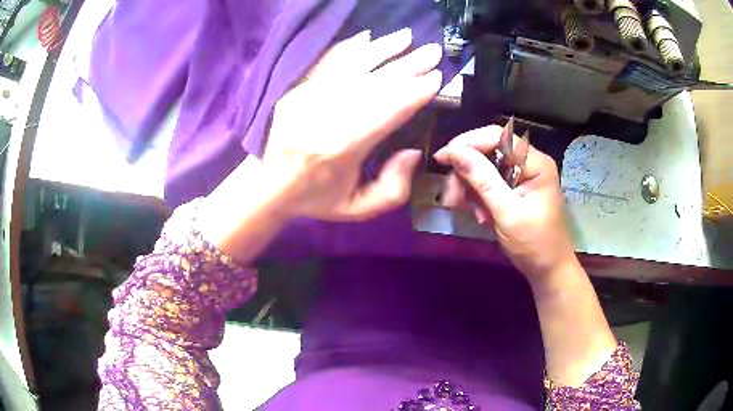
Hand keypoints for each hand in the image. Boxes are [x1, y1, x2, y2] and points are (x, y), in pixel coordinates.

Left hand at [261, 28, 442, 220]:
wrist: (265, 184)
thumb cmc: (315, 197)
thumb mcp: (357, 209)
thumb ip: (392, 189)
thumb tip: (413, 152)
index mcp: (340, 149)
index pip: (386, 112)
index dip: (413, 93)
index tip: (436, 78)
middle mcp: (324, 117)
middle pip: (373, 84)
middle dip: (407, 66)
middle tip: (433, 52)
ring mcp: (306, 98)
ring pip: (351, 67)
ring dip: (382, 49)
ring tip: (407, 36)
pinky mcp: (295, 89)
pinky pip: (325, 63)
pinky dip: (348, 48)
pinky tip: (368, 37)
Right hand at [434, 126, 576, 285]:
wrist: (548, 270)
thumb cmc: (534, 243)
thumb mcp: (506, 212)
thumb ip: (482, 179)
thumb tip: (453, 151)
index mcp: (534, 162)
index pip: (497, 137)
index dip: (467, 143)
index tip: (443, 158)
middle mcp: (529, 162)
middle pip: (488, 152)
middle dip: (467, 173)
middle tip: (452, 198)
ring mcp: (522, 176)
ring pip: (485, 168)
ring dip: (471, 188)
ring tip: (470, 212)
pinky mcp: (515, 189)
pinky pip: (489, 183)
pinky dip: (479, 197)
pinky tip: (480, 216)